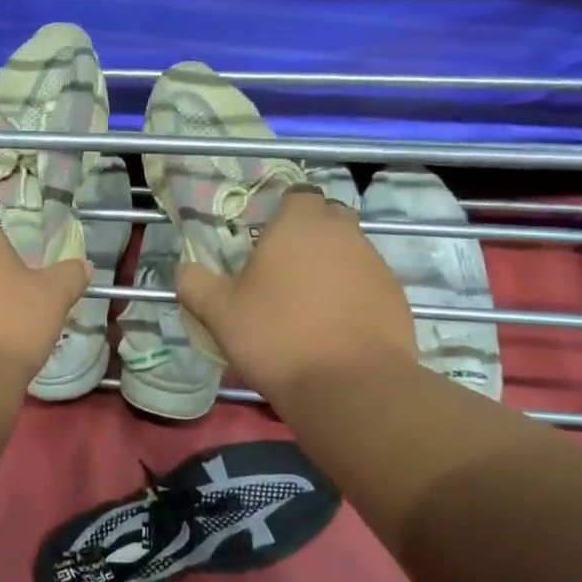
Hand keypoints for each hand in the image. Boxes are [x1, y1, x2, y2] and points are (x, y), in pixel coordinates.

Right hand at [176, 186, 416, 402]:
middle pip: (327, 219)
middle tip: (283, 272)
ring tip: (308, 307)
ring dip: (331, 268)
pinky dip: (353, 297)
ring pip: (350, 252)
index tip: (265, 243)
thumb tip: (184, 271)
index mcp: (299, 224)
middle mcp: (343, 233)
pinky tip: (335, 329)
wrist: (349, 386)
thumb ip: (195, 284)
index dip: (282, 214)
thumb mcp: (219, 313)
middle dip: (309, 236)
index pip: (297, 195)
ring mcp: (376, 264)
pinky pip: (368, 285)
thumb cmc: (277, 336)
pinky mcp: (397, 297)